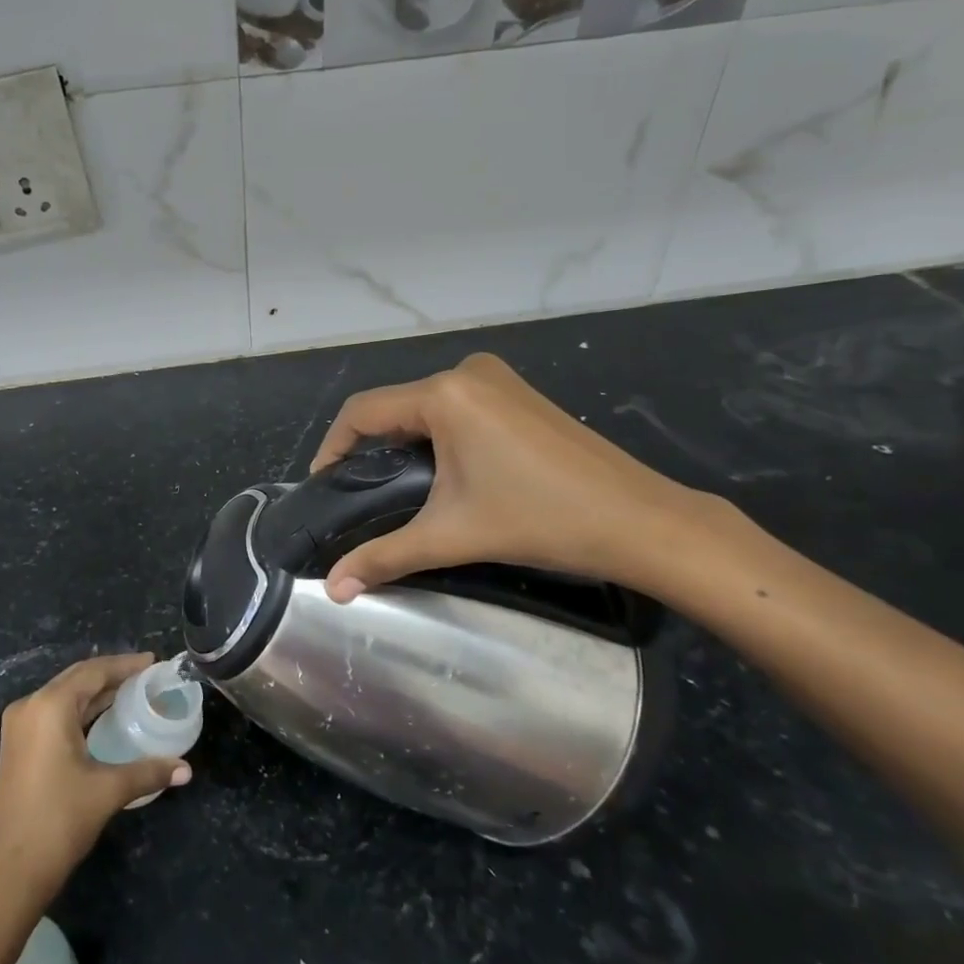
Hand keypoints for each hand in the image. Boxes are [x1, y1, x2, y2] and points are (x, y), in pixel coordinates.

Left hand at [0, 653, 191, 907]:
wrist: (9, 874)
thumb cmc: (59, 822)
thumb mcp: (108, 791)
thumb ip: (148, 772)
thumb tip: (186, 770)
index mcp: (50, 706)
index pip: (94, 671)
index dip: (126, 665)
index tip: (154, 662)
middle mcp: (30, 706)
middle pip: (78, 678)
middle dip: (112, 675)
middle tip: (147, 676)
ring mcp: (20, 726)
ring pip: (65, 695)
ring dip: (96, 692)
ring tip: (132, 692)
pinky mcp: (17, 745)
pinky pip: (54, 713)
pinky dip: (81, 709)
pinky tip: (104, 718)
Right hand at [311, 352, 712, 601]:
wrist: (641, 521)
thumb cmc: (541, 520)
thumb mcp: (453, 535)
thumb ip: (385, 556)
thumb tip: (334, 591)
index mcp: (445, 394)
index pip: (363, 411)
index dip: (333, 447)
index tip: (322, 485)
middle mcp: (467, 372)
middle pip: (394, 406)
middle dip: (369, 447)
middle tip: (356, 493)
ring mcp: (498, 379)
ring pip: (425, 405)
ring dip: (402, 440)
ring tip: (392, 486)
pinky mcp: (518, 393)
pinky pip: (456, 406)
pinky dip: (435, 433)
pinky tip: (439, 470)